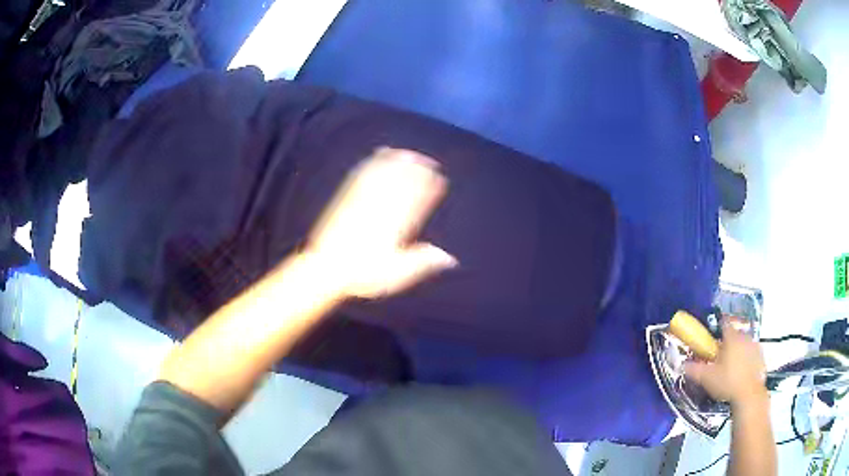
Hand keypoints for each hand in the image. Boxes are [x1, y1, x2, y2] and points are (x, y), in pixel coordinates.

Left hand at [305, 148, 457, 299]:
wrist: (325, 268)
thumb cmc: (362, 274)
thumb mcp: (396, 274)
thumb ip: (422, 262)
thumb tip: (449, 258)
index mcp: (394, 225)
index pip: (417, 200)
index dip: (430, 187)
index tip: (440, 179)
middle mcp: (379, 207)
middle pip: (402, 182)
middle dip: (418, 170)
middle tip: (430, 162)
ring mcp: (362, 200)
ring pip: (384, 174)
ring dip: (399, 162)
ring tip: (411, 155)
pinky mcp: (347, 198)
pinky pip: (364, 174)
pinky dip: (375, 162)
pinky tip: (380, 155)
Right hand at [684, 323, 767, 406]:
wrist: (748, 395)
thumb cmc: (727, 382)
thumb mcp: (707, 378)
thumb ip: (694, 369)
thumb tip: (683, 364)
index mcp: (731, 337)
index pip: (724, 323)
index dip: (718, 327)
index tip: (713, 336)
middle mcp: (745, 337)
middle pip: (735, 334)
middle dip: (728, 342)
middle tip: (720, 356)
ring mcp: (755, 346)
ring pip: (744, 344)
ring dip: (738, 351)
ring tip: (731, 367)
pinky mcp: (761, 358)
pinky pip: (752, 355)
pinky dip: (747, 360)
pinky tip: (742, 373)